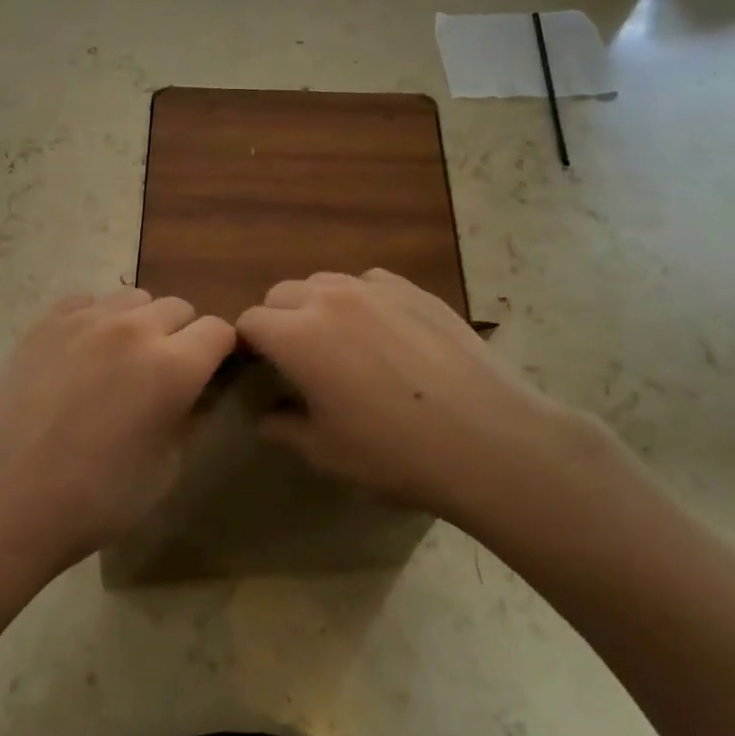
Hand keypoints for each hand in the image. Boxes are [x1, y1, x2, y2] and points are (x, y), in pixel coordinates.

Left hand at [0, 289, 235, 580]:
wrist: (4, 502)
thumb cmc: (96, 500)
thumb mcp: (166, 470)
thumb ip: (192, 418)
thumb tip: (200, 392)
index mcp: (173, 366)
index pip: (219, 331)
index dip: (220, 352)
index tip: (209, 374)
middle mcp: (134, 328)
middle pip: (178, 307)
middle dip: (182, 336)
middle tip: (162, 374)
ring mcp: (85, 319)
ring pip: (134, 299)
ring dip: (140, 323)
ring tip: (120, 361)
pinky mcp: (46, 322)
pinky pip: (87, 303)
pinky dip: (97, 320)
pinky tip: (81, 356)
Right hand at [236, 269, 605, 525]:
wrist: (487, 438)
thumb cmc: (395, 452)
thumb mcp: (327, 453)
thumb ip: (285, 428)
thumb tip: (266, 416)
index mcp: (298, 335)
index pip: (250, 321)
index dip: (247, 345)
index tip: (258, 370)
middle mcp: (330, 298)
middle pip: (283, 293)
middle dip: (278, 320)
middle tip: (297, 359)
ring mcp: (376, 289)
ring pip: (326, 282)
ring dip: (317, 306)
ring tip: (340, 342)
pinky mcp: (414, 290)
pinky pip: (370, 283)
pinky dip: (361, 300)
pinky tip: (384, 333)